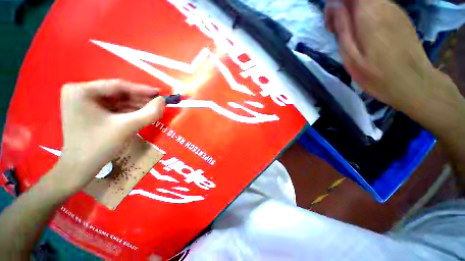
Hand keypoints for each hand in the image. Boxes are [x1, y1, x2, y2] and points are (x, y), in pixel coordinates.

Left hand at [58, 79, 164, 188]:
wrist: (80, 168)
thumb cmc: (99, 146)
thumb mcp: (127, 127)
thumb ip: (149, 113)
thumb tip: (163, 101)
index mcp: (81, 91)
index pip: (118, 86)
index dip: (142, 89)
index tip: (160, 93)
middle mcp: (80, 92)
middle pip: (117, 93)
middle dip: (140, 99)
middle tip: (159, 103)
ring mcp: (83, 102)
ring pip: (117, 100)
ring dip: (136, 105)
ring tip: (154, 109)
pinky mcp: (89, 111)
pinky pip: (113, 108)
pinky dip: (129, 111)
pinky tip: (142, 114)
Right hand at [324, 0, 435, 111]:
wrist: (414, 83)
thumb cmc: (377, 74)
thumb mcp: (350, 56)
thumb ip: (342, 28)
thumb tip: (334, 7)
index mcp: (369, 14)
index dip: (336, 3)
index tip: (331, 22)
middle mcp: (384, 5)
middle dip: (343, 8)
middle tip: (337, 30)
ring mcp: (395, 10)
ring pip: (368, 1)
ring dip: (355, 12)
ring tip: (351, 34)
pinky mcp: (401, 17)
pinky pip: (379, 7)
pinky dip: (367, 15)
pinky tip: (367, 33)